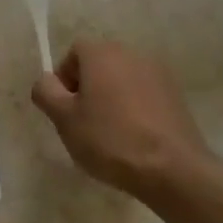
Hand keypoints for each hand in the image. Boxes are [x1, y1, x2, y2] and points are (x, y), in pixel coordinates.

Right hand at [31, 40, 213, 197]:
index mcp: (102, 54)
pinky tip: (134, 137)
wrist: (173, 169)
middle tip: (82, 121)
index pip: (74, 52)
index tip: (65, 107)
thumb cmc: (110, 139)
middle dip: (87, 87)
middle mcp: (132, 54)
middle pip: (99, 63)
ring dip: (111, 97)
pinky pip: (143, 94)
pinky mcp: (176, 96)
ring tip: (109, 132)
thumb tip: (47, 81)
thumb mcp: (63, 118)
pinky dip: (134, 108)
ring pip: (122, 79)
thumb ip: (46, 92)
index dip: (64, 78)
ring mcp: (159, 74)